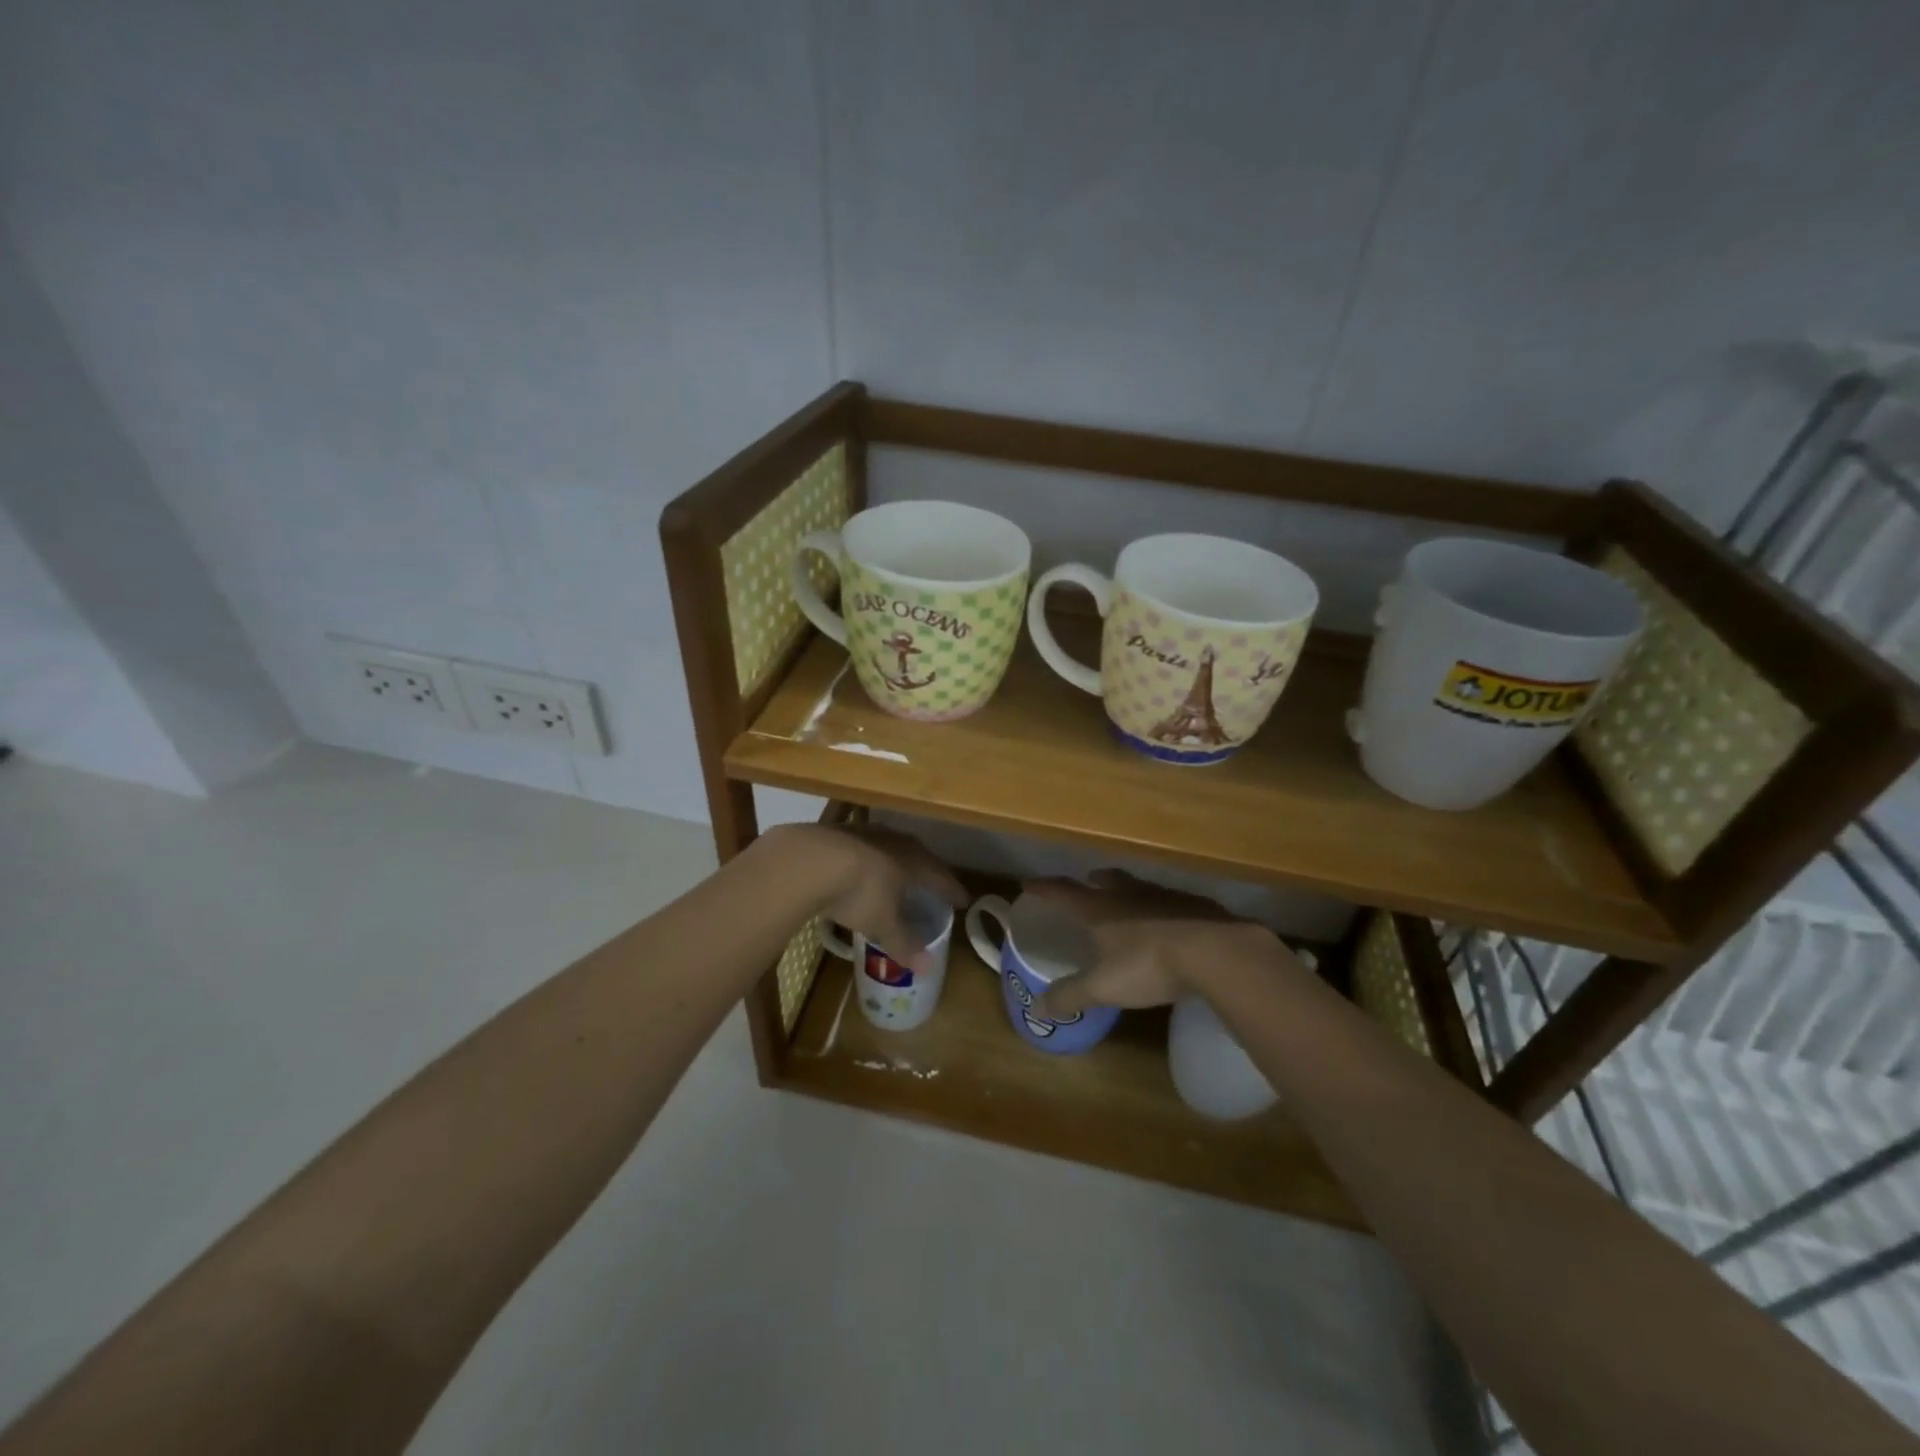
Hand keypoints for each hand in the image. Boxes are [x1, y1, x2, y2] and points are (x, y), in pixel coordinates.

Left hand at [769, 823, 966, 973]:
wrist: (810, 859)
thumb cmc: (859, 892)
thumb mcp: (882, 924)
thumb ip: (904, 944)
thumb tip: (929, 969)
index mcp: (914, 862)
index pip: (941, 877)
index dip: (952, 890)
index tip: (962, 900)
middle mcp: (896, 842)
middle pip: (919, 856)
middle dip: (926, 872)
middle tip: (932, 885)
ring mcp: (867, 833)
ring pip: (890, 847)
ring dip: (896, 862)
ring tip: (897, 876)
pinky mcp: (839, 831)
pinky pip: (863, 847)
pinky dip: (868, 860)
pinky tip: (859, 869)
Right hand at [1022, 869, 1266, 1017]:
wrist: (1216, 951)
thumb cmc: (1149, 965)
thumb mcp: (1104, 987)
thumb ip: (1070, 996)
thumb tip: (1036, 1008)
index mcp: (1101, 910)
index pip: (1064, 892)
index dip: (1044, 888)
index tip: (1028, 883)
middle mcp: (1130, 895)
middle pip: (1106, 880)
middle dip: (1092, 881)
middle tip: (1088, 883)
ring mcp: (1165, 897)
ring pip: (1139, 887)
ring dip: (1128, 890)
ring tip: (1127, 900)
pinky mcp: (1196, 905)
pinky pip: (1171, 901)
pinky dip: (1163, 907)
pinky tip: (1170, 922)